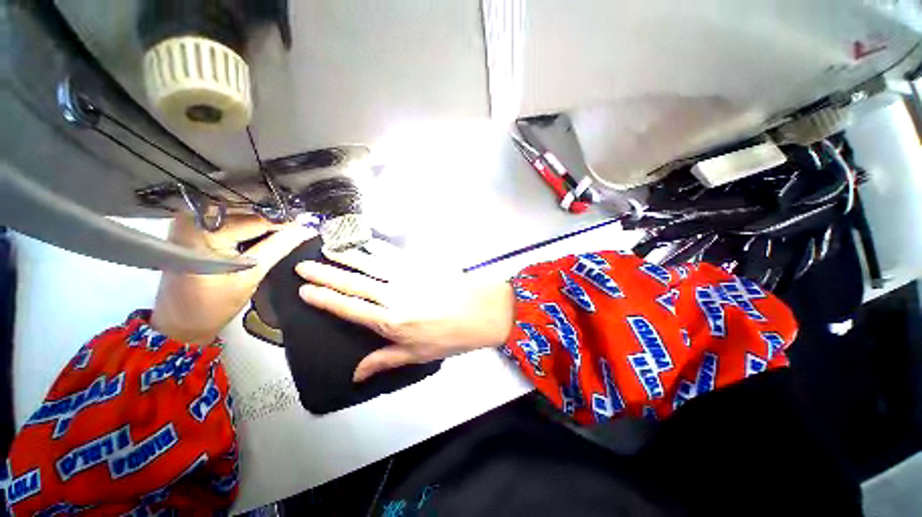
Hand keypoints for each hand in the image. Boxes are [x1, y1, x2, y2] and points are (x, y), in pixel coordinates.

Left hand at [151, 214, 314, 344]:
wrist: (181, 321)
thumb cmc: (212, 305)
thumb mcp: (250, 276)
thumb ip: (278, 248)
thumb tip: (305, 229)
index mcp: (203, 232)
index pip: (256, 220)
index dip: (285, 224)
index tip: (307, 227)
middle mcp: (191, 219)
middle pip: (247, 213)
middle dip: (274, 222)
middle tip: (298, 231)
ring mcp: (188, 221)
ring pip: (239, 214)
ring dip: (262, 225)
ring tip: (283, 235)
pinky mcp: (190, 227)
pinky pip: (228, 220)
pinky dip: (247, 228)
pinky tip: (260, 238)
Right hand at [295, 240, 514, 381]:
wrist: (481, 311)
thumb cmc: (450, 336)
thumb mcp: (417, 355)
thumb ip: (384, 360)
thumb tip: (356, 374)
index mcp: (390, 320)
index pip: (349, 308)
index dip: (325, 299)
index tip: (304, 290)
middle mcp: (394, 295)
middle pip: (354, 282)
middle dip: (326, 273)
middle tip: (304, 265)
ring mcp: (408, 275)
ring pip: (371, 263)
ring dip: (348, 255)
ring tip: (328, 248)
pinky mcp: (422, 264)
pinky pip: (394, 253)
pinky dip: (377, 247)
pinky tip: (367, 242)